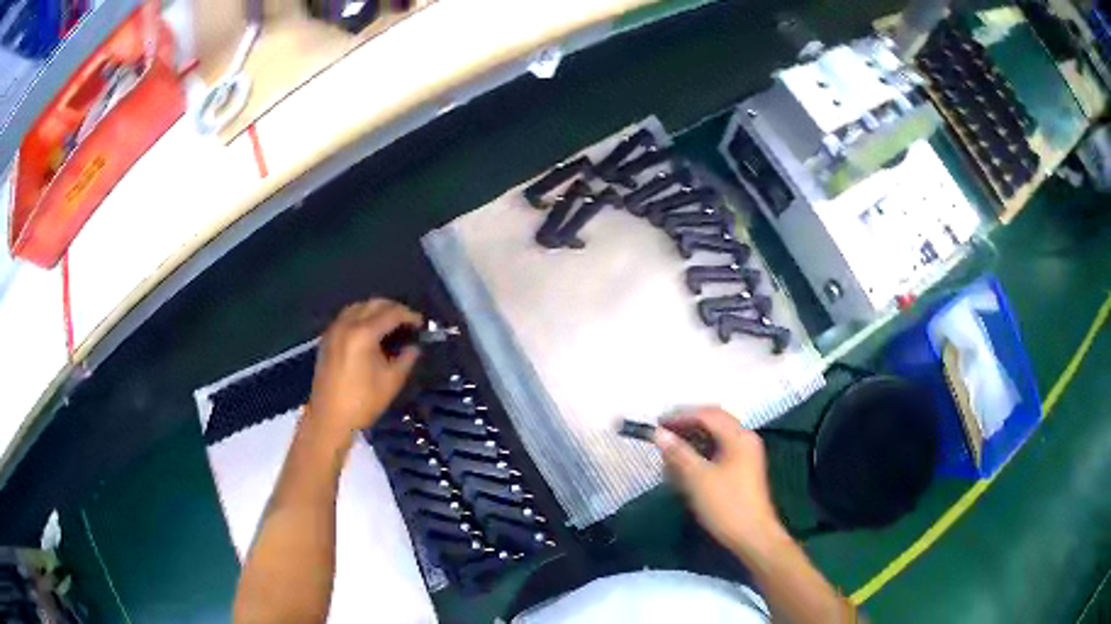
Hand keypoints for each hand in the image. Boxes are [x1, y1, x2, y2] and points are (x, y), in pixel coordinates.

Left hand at [306, 299, 421, 441]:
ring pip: (358, 307)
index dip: (409, 315)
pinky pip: (346, 317)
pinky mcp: (326, 339)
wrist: (330, 418)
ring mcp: (334, 330)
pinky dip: (360, 317)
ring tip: (389, 324)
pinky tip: (368, 331)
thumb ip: (406, 358)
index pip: (391, 313)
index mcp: (364, 333)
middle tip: (407, 321)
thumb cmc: (363, 402)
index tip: (421, 324)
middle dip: (393, 308)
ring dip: (375, 310)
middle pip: (373, 304)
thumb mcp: (392, 381)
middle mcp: (347, 324)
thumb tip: (414, 346)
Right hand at [655, 407, 784, 555]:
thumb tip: (659, 433)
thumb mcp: (698, 478)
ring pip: (715, 438)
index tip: (657, 423)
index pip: (708, 415)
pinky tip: (685, 466)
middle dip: (686, 426)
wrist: (753, 536)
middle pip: (713, 422)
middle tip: (662, 434)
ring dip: (692, 441)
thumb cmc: (726, 505)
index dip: (681, 416)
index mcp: (739, 437)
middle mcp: (745, 440)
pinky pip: (719, 452)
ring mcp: (745, 455)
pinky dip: (701, 454)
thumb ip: (679, 453)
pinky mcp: (742, 470)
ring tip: (669, 451)